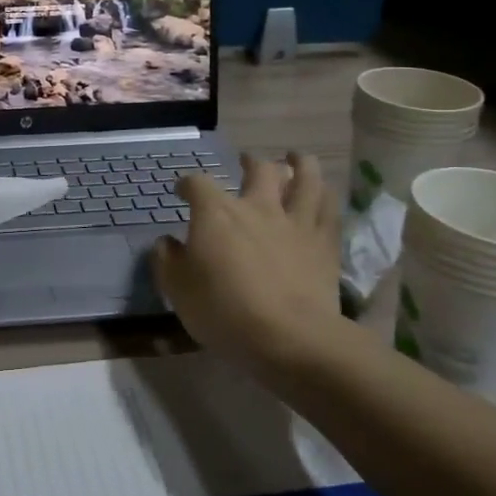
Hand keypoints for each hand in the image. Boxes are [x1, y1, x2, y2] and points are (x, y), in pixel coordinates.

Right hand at [152, 152, 345, 371]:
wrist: (290, 337)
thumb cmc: (224, 312)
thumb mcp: (178, 290)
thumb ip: (167, 261)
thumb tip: (166, 242)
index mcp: (216, 214)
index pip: (197, 183)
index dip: (187, 184)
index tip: (182, 191)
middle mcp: (257, 208)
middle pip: (259, 170)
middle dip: (251, 162)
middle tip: (248, 161)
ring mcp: (296, 223)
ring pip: (305, 180)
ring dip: (300, 165)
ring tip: (295, 158)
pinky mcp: (324, 244)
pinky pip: (329, 210)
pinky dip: (326, 197)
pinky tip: (324, 194)